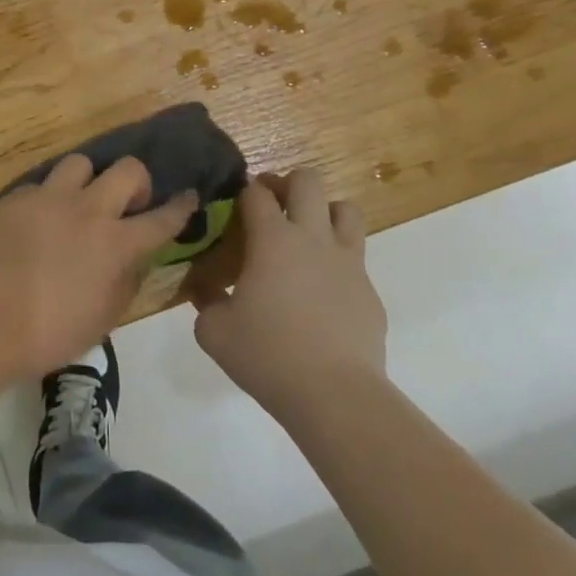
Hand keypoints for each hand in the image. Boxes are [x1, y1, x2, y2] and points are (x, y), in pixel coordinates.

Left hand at [0, 155, 195, 380]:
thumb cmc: (50, 332)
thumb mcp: (103, 319)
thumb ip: (126, 282)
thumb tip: (133, 259)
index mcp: (117, 244)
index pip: (161, 219)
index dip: (180, 207)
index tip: (189, 196)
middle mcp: (90, 210)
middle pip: (128, 170)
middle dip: (137, 182)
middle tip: (128, 204)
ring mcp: (51, 198)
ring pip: (82, 163)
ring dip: (89, 181)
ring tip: (80, 202)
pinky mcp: (19, 197)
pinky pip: (43, 184)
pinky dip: (49, 198)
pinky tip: (39, 219)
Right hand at [188, 168, 386, 421]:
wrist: (335, 394)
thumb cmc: (267, 355)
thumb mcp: (214, 331)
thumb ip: (206, 301)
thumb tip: (205, 290)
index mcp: (272, 239)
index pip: (257, 192)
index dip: (245, 191)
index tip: (237, 204)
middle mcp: (312, 237)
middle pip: (307, 180)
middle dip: (288, 183)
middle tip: (273, 208)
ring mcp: (347, 262)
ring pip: (346, 209)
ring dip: (325, 212)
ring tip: (308, 236)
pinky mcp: (369, 291)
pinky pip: (357, 259)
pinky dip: (339, 263)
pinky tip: (324, 293)